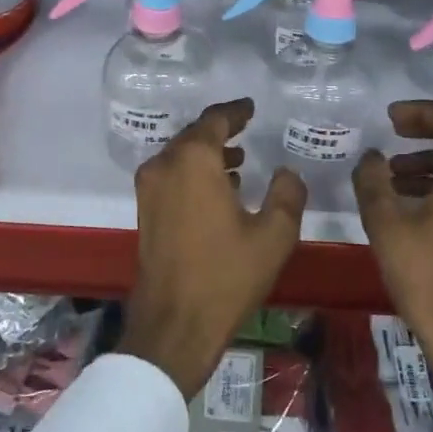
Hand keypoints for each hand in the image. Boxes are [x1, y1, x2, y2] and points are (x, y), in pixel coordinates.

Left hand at [119, 99, 307, 398]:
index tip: (250, 107)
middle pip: (193, 135)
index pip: (215, 120)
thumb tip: (287, 172)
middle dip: (220, 132)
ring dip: (207, 154)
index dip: (235, 111)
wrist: (174, 324)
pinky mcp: (145, 211)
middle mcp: (164, 165)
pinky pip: (171, 176)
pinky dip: (193, 173)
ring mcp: (149, 189)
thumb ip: (287, 194)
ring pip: (180, 157)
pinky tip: (218, 190)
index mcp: (194, 161)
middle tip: (246, 129)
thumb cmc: (226, 276)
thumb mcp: (273, 236)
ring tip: (239, 161)